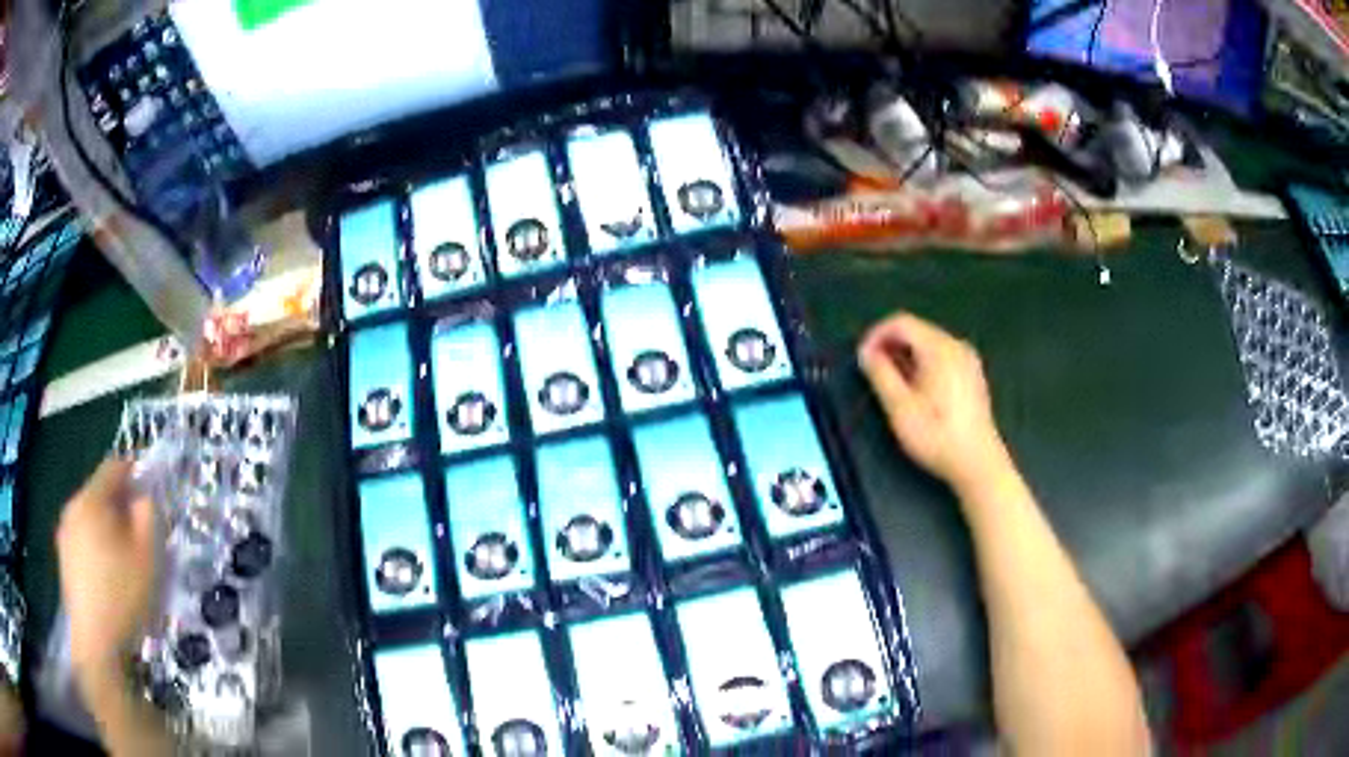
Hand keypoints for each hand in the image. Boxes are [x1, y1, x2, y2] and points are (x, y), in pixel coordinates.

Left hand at [56, 459, 157, 679]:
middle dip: (120, 506)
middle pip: (99, 493)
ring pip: (90, 519)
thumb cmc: (123, 597)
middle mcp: (73, 507)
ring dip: (108, 529)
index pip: (114, 467)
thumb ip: (149, 517)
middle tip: (141, 533)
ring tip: (125, 561)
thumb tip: (144, 498)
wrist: (96, 644)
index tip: (151, 488)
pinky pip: (83, 541)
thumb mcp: (147, 557)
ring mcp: (65, 535)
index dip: (134, 471)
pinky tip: (109, 580)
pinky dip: (97, 549)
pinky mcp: (64, 560)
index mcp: (91, 499)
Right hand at [858, 312, 1008, 489]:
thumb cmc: (936, 435)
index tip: (861, 357)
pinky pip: (942, 357)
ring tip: (890, 382)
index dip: (876, 334)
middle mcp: (956, 346)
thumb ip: (880, 373)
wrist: (977, 463)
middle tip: (872, 371)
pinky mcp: (972, 376)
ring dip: (905, 356)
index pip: (901, 322)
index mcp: (939, 348)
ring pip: (929, 344)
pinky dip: (923, 364)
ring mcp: (968, 360)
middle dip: (890, 345)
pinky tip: (916, 390)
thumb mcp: (899, 407)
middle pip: (917, 330)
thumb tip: (866, 352)